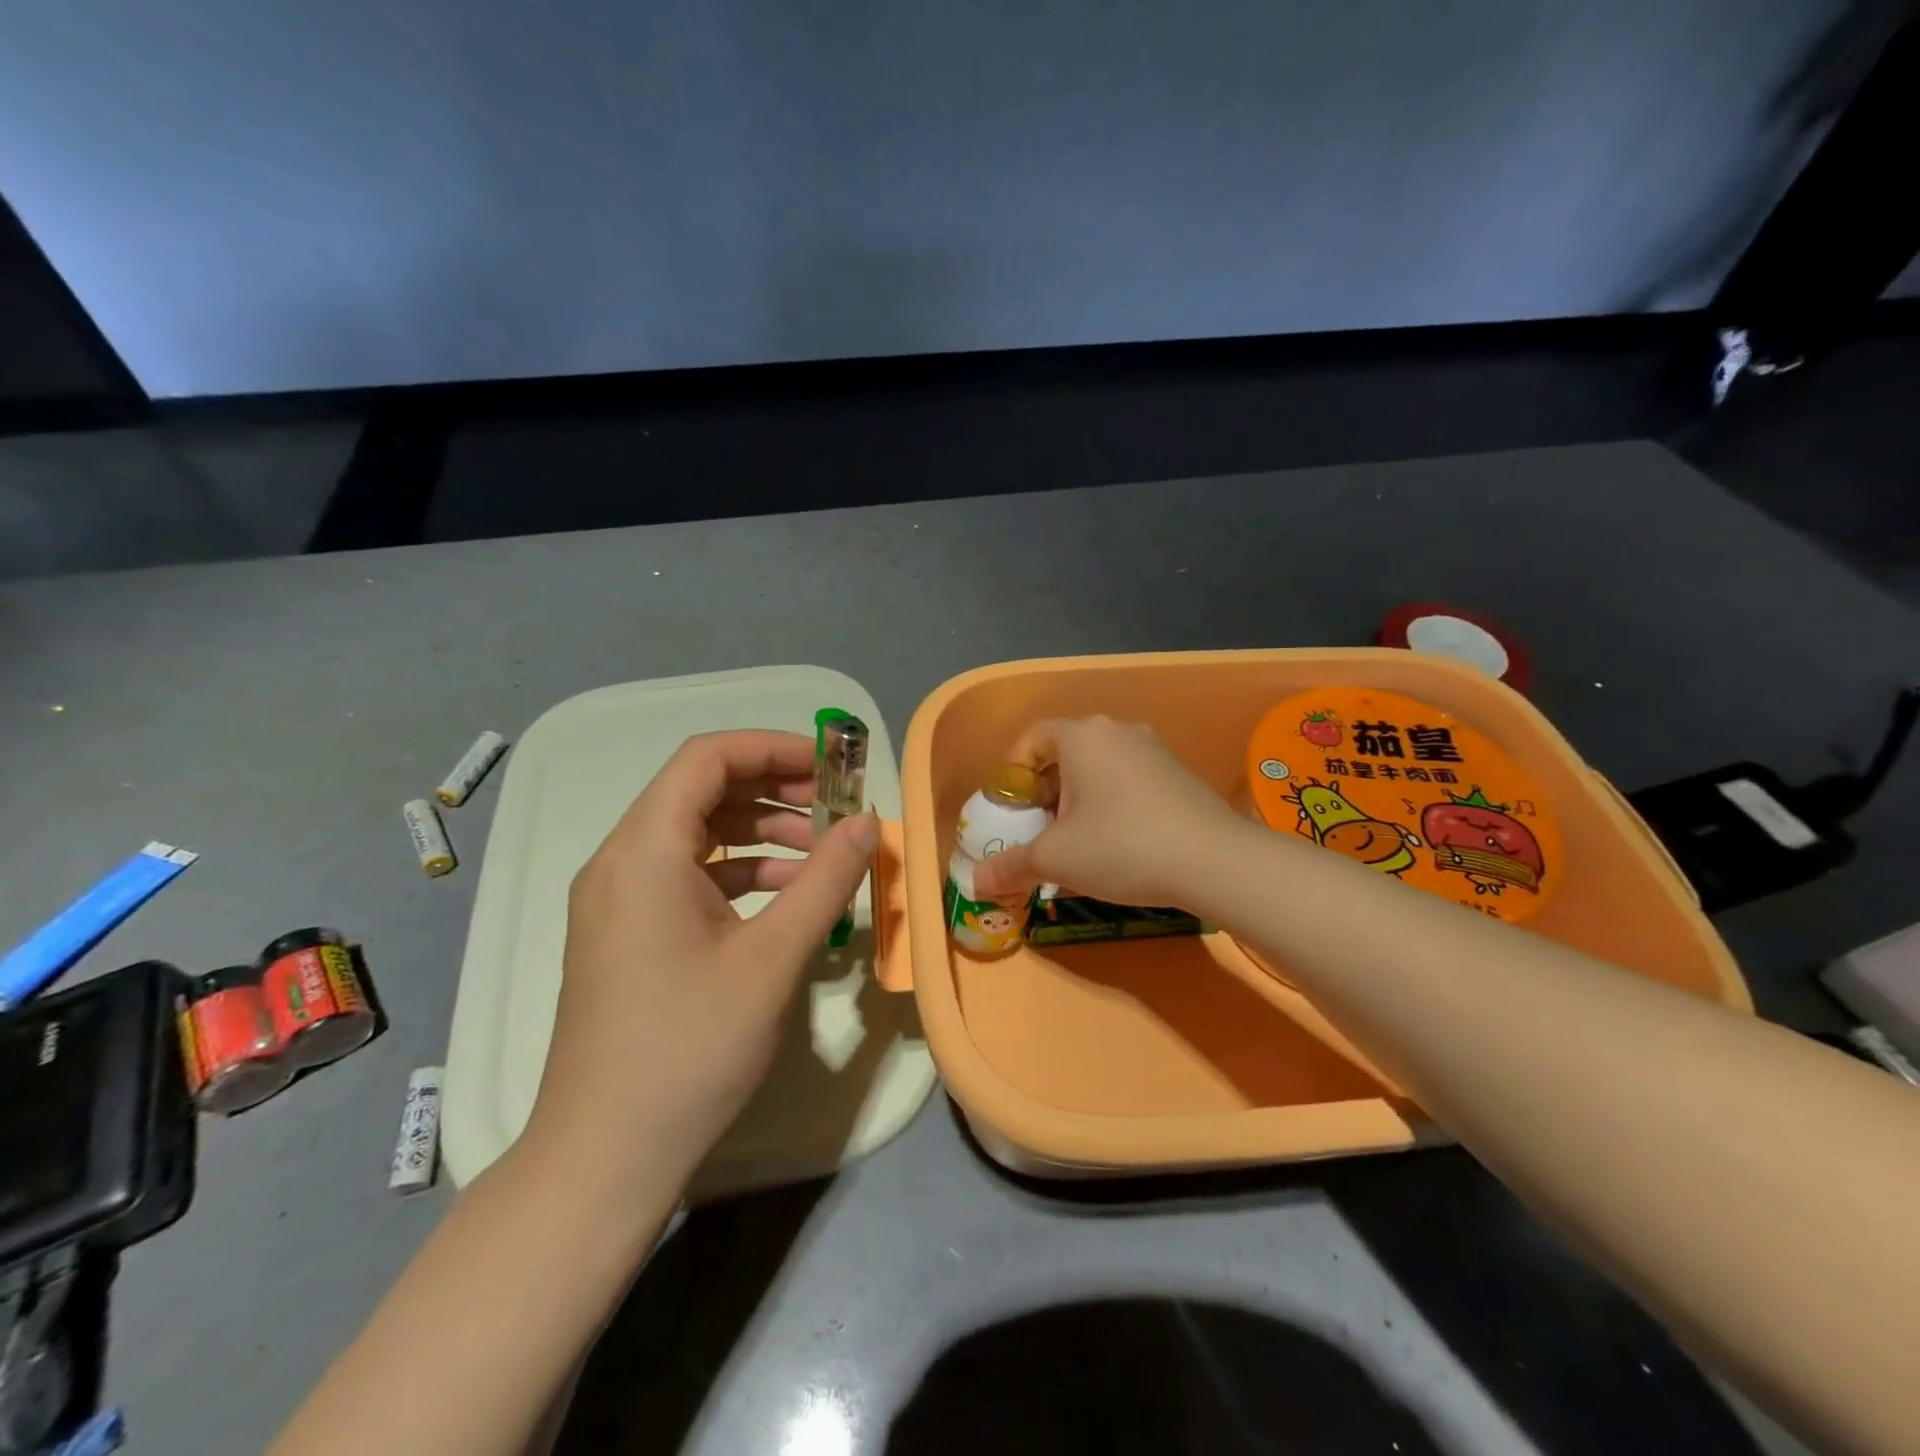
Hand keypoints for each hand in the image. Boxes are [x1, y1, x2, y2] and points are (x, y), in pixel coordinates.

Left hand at [525, 730, 876, 1194]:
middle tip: (837, 805)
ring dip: (763, 832)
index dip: (774, 748)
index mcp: (644, 851)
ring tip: (824, 853)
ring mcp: (620, 900)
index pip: (707, 758)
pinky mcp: (628, 933)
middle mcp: (621, 861)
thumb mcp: (773, 957)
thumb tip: (868, 821)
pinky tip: (788, 897)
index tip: (833, 765)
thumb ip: (826, 879)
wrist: (605, 1156)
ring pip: (698, 834)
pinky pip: (689, 876)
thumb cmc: (690, 1048)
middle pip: (702, 791)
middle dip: (775, 788)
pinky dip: (741, 872)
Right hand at [972, 716, 1240, 907]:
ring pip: (1097, 770)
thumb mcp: (1055, 859)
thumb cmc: (1121, 846)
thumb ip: (1010, 866)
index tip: (1010, 811)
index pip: (1031, 738)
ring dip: (1077, 802)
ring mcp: (1153, 750)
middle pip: (1064, 755)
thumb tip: (976, 882)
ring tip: (1075, 843)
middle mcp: (1117, 731)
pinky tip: (1116, 845)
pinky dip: (1110, 805)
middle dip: (1044, 794)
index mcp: (1082, 736)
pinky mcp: (1178, 773)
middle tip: (1039, 833)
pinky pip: (1127, 781)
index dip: (1011, 773)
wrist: (1214, 861)